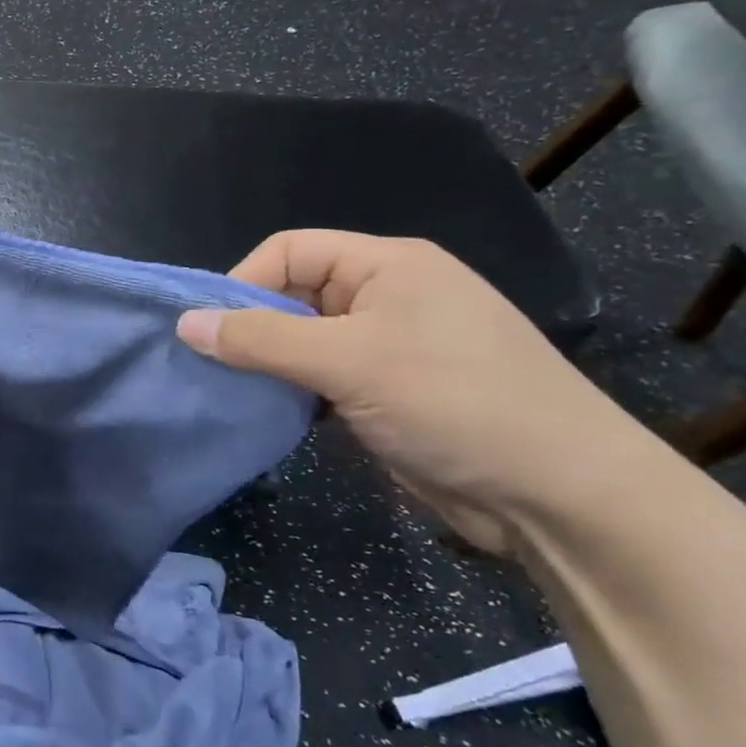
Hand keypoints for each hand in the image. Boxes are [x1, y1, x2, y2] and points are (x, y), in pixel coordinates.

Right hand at [176, 230, 657, 555]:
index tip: (210, 332)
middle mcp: (387, 296)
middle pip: (293, 294)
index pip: (289, 251)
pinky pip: (322, 377)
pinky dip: (293, 391)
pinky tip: (271, 414)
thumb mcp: (348, 361)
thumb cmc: (454, 402)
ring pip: (304, 340)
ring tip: (234, 393)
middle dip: (251, 327)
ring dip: (269, 364)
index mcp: (386, 265)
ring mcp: (390, 346)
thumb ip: (261, 339)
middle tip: (214, 367)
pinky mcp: (389, 392)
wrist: (560, 495)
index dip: (243, 283)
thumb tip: (185, 323)